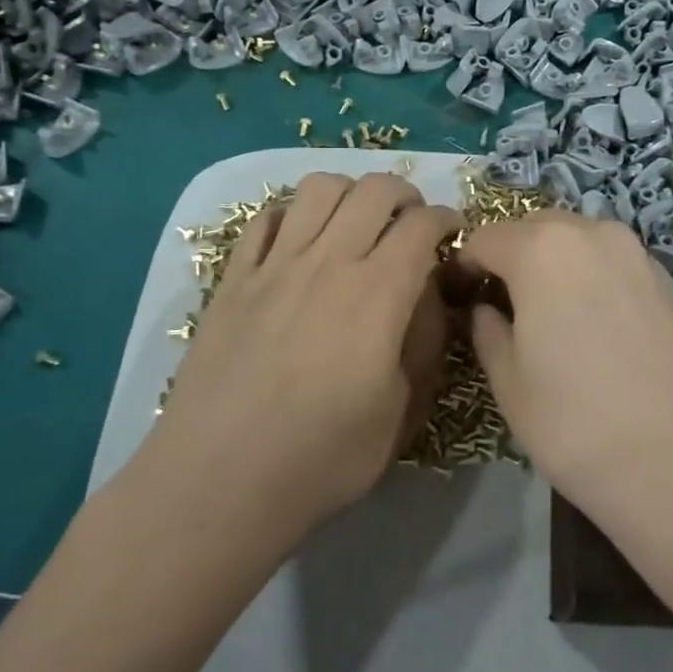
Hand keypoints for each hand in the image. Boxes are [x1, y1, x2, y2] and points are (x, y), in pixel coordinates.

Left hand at [144, 173, 460, 543]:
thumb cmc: (323, 457)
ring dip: (350, 193)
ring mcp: (275, 265)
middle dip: (405, 194)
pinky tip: (300, 241)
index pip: (422, 224)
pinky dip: (292, 214)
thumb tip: (428, 297)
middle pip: (373, 190)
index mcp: (378, 294)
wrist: (220, 482)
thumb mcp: (403, 412)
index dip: (447, 219)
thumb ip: (425, 343)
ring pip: (318, 188)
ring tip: (357, 222)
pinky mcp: (233, 279)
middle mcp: (328, 262)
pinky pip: (265, 218)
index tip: (452, 235)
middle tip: (411, 223)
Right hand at [456, 211, 672, 507]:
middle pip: (535, 227)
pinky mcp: (667, 279)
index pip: (485, 238)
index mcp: (542, 249)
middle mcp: (592, 233)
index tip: (462, 296)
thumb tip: (485, 310)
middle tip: (504, 304)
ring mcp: (636, 253)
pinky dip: (592, 275)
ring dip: (555, 261)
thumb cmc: (576, 424)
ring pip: (579, 239)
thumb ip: (488, 332)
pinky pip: (613, 261)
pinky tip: (596, 324)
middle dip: (512, 255)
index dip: (466, 265)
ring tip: (551, 313)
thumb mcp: (509, 383)